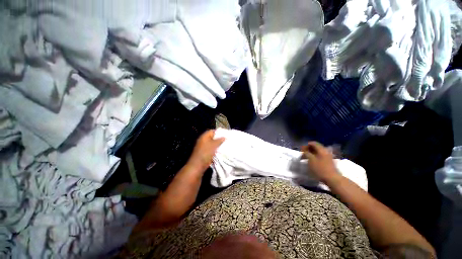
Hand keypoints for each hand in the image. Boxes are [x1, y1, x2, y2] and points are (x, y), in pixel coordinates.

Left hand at [187, 130, 224, 170]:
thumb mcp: (214, 145)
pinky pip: (212, 148)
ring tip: (225, 144)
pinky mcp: (205, 152)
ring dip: (218, 144)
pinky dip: (216, 149)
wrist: (198, 164)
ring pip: (213, 143)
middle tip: (226, 139)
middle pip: (213, 137)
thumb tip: (224, 137)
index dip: (219, 132)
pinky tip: (221, 150)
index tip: (225, 134)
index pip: (212, 131)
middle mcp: (204, 140)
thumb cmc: (206, 152)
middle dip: (219, 138)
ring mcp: (204, 146)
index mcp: (204, 136)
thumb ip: (219, 140)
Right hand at [301, 142, 338, 182]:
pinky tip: (312, 161)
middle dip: (308, 149)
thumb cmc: (320, 169)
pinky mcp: (329, 161)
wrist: (332, 178)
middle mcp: (325, 151)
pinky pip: (320, 155)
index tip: (301, 150)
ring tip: (306, 158)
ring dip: (311, 153)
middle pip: (316, 147)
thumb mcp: (310, 160)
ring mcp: (328, 156)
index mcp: (321, 149)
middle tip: (303, 154)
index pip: (313, 143)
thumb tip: (304, 151)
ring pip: (318, 152)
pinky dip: (315, 156)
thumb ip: (306, 153)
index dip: (306, 145)